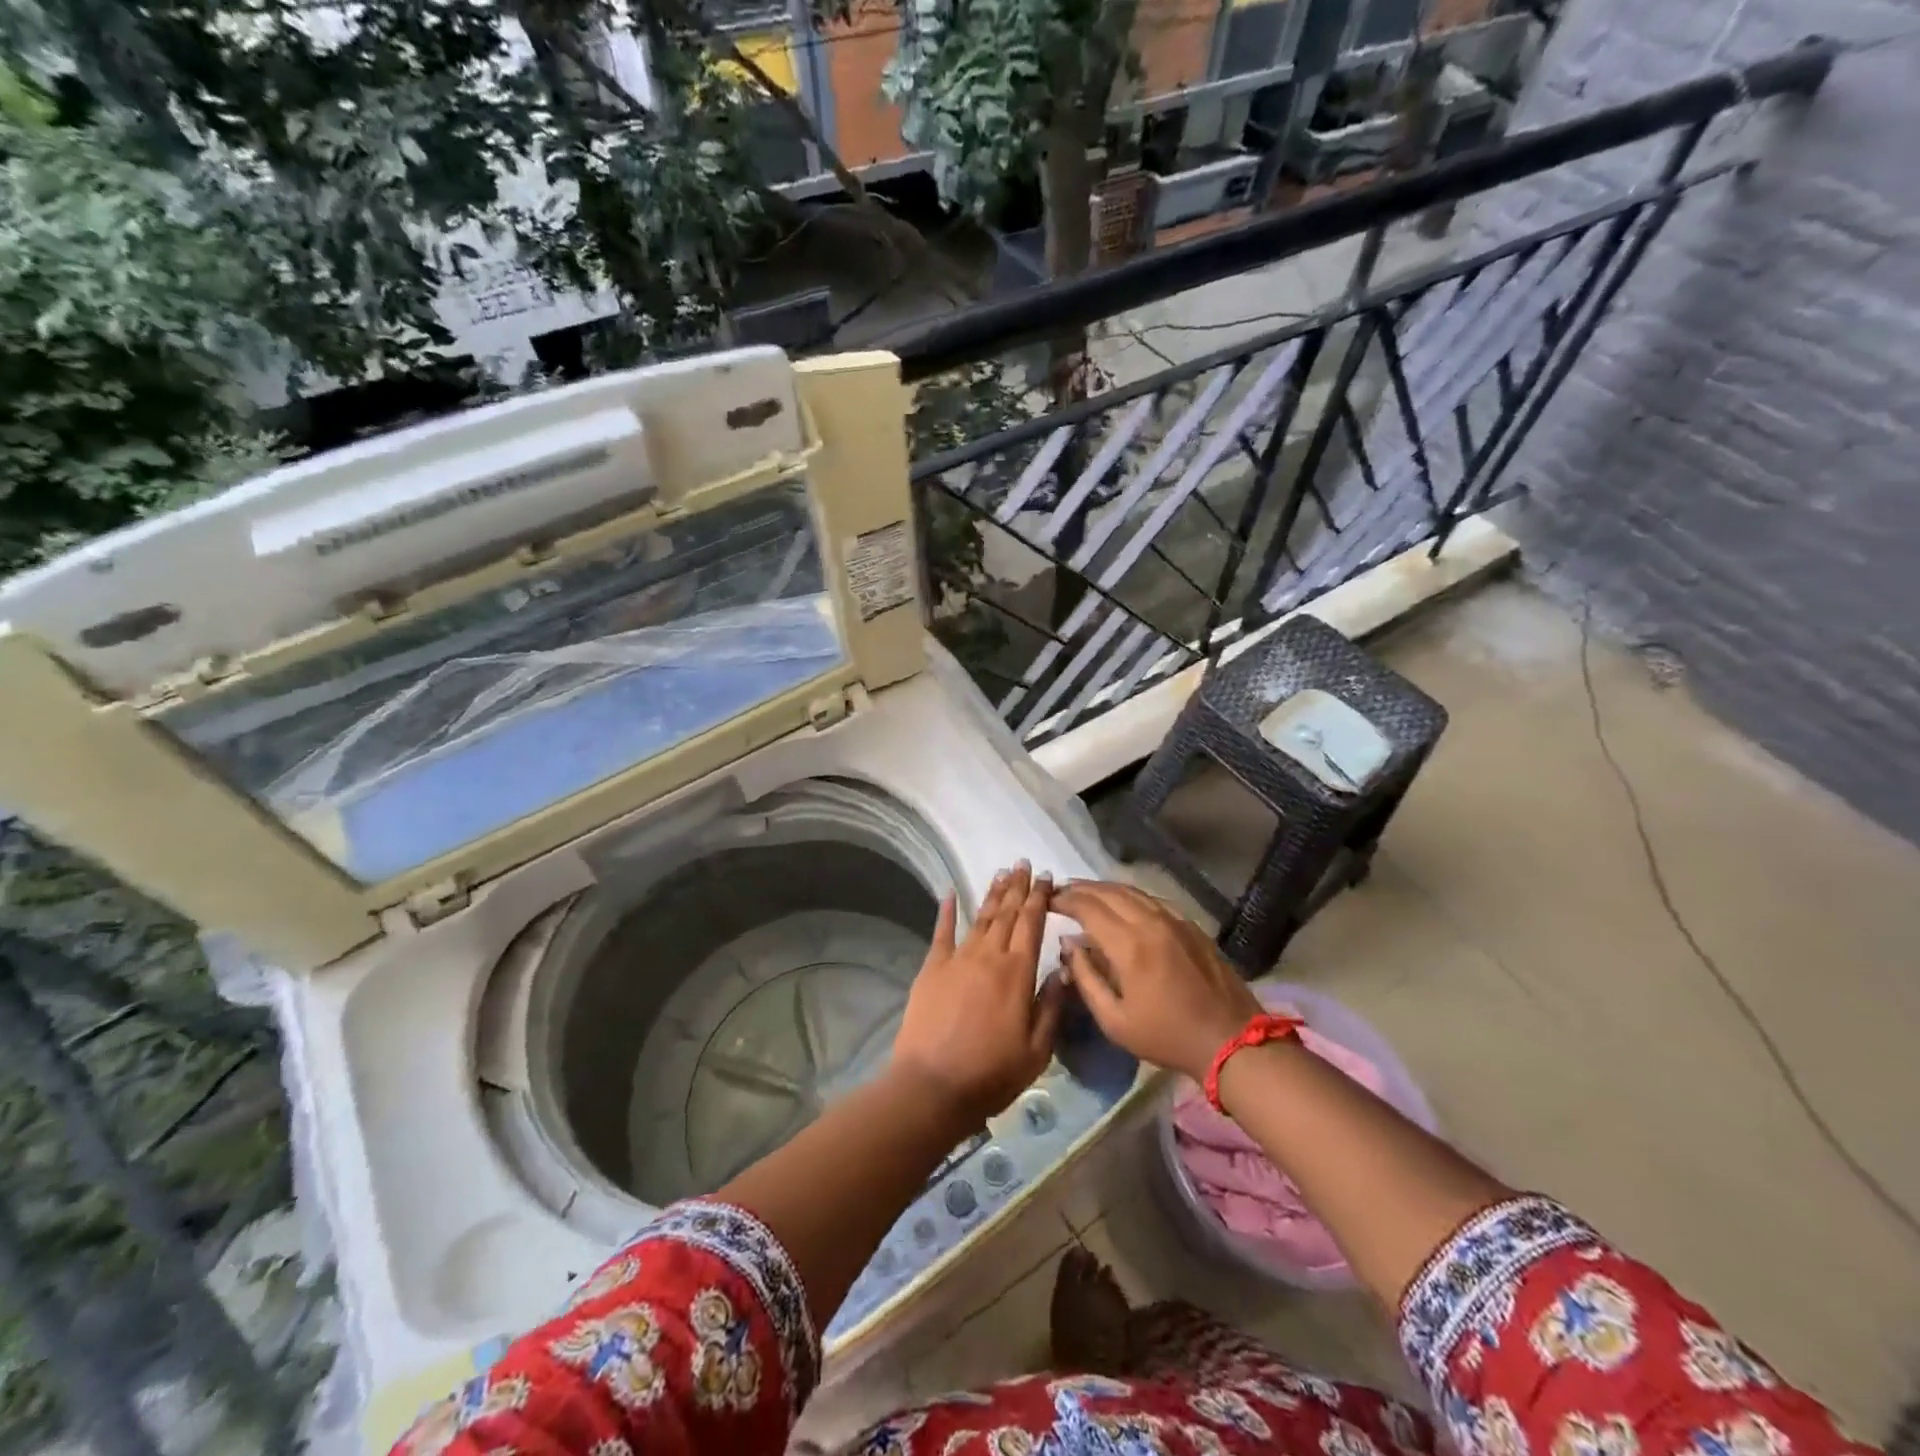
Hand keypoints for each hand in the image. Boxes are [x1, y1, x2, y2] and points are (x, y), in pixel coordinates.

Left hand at [891, 863, 1066, 1126]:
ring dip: (992, 894)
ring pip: (979, 917)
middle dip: (1017, 887)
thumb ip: (1052, 1005)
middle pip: (1006, 913)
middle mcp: (989, 956)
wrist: (933, 1085)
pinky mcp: (932, 969)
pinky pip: (941, 932)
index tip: (1045, 877)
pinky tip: (949, 892)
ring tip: (1001, 872)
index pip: (1032, 924)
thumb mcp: (1038, 1049)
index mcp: (1018, 972)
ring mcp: (957, 959)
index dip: (1039, 898)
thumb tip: (1064, 968)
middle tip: (1023, 863)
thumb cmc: (992, 1073)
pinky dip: (946, 911)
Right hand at [1051, 880, 1262, 1082]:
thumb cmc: (1166, 1036)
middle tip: (1061, 892)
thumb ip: (1085, 978)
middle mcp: (1150, 922)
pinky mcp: (1190, 925)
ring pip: (1132, 891)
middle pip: (1108, 891)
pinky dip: (1129, 896)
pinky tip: (1121, 903)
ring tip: (1085, 893)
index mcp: (1129, 945)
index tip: (1048, 901)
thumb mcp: (1114, 1020)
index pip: (1088, 907)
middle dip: (1080, 888)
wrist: (1230, 1040)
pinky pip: (1152, 900)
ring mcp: (1174, 920)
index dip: (1064, 900)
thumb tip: (1069, 945)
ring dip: (1104, 888)